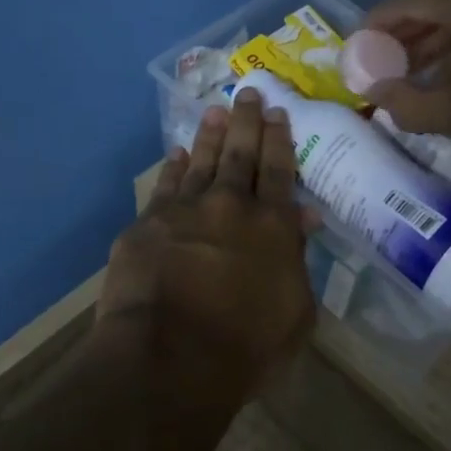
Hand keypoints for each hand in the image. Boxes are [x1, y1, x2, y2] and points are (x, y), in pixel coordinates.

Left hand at [98, 89, 315, 395]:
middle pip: (242, 154)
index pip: (281, 172)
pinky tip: (177, 154)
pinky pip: (165, 185)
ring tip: (216, 110)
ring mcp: (185, 211)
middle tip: (249, 92)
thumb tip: (303, 218)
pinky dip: (174, 167)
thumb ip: (299, 261)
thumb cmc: (245, 347)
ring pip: (203, 161)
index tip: (279, 113)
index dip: (281, 141)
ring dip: (211, 135)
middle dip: (248, 121)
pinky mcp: (147, 224)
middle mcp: (231, 206)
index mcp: (273, 227)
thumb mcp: (296, 314)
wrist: (170, 357)